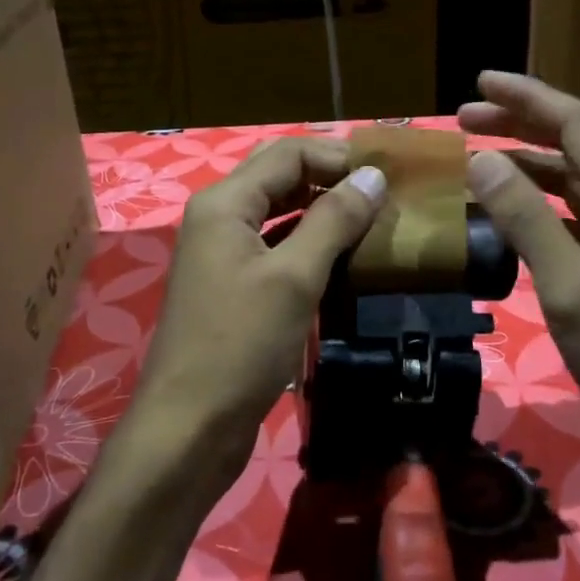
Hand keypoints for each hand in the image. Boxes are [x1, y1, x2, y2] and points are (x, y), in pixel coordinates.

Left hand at [125, 138, 386, 503]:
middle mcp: (220, 218)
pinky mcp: (235, 287)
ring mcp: (224, 254)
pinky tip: (345, 257)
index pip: (288, 153)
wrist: (190, 427)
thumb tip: (372, 175)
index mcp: (225, 203)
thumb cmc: (241, 345)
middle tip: (385, 193)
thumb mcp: (294, 277)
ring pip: (280, 213)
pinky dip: (310, 244)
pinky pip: (277, 248)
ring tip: (374, 220)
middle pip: (281, 177)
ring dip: (324, 211)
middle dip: (332, 178)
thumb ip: (333, 220)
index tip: (389, 174)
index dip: (338, 155)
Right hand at [460, 73, 579, 554]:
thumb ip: (525, 218)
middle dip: (519, 126)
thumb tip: (482, 159)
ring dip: (524, 166)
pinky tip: (504, 216)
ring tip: (474, 162)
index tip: (478, 83)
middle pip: (572, 146)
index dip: (526, 98)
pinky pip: (570, 219)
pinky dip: (534, 207)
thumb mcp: (569, 285)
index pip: (575, 123)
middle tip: (463, 120)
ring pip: (570, 183)